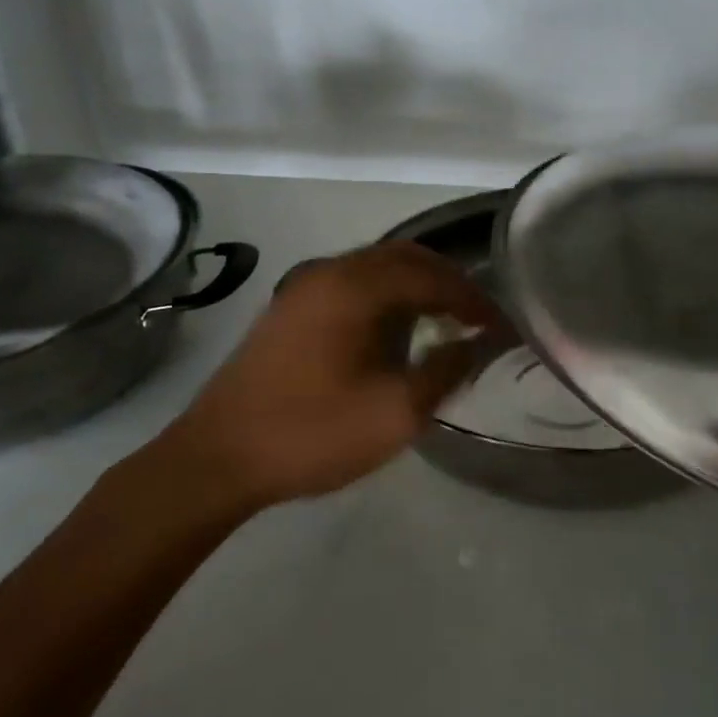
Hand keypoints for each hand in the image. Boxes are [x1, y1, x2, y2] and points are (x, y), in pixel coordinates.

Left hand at [143, 241, 499, 515]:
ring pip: (376, 268)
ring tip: (445, 321)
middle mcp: (329, 271)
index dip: (473, 298)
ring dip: (416, 287)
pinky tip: (396, 331)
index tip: (501, 325)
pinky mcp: (289, 309)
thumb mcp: (395, 412)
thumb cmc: (312, 433)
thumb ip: (446, 371)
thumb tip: (476, 344)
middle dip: (447, 281)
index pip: (432, 275)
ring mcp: (303, 287)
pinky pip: (353, 284)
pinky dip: (386, 296)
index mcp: (355, 286)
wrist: (217, 459)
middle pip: (404, 257)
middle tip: (477, 315)